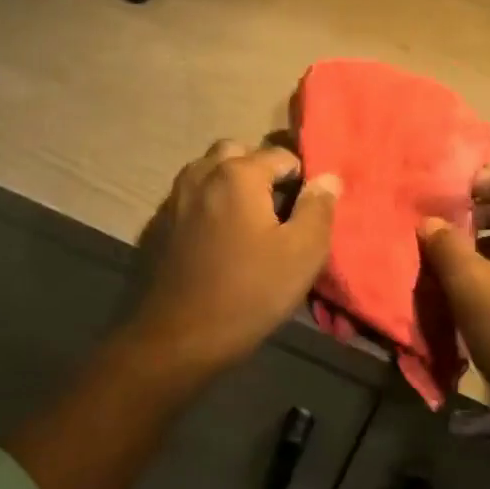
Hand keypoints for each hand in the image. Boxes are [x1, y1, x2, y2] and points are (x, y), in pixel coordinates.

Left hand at [131, 140, 341, 377]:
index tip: (305, 210)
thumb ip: (318, 208)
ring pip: (210, 170)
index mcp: (238, 173)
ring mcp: (176, 195)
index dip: (300, 179)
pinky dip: (208, 201)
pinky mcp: (161, 220)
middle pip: (237, 152)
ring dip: (230, 182)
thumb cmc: (249, 292)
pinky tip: (218, 236)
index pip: (280, 155)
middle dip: (259, 170)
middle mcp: (202, 172)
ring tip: (248, 220)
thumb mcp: (302, 253)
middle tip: (276, 208)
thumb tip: (327, 178)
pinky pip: (191, 195)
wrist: (180, 336)